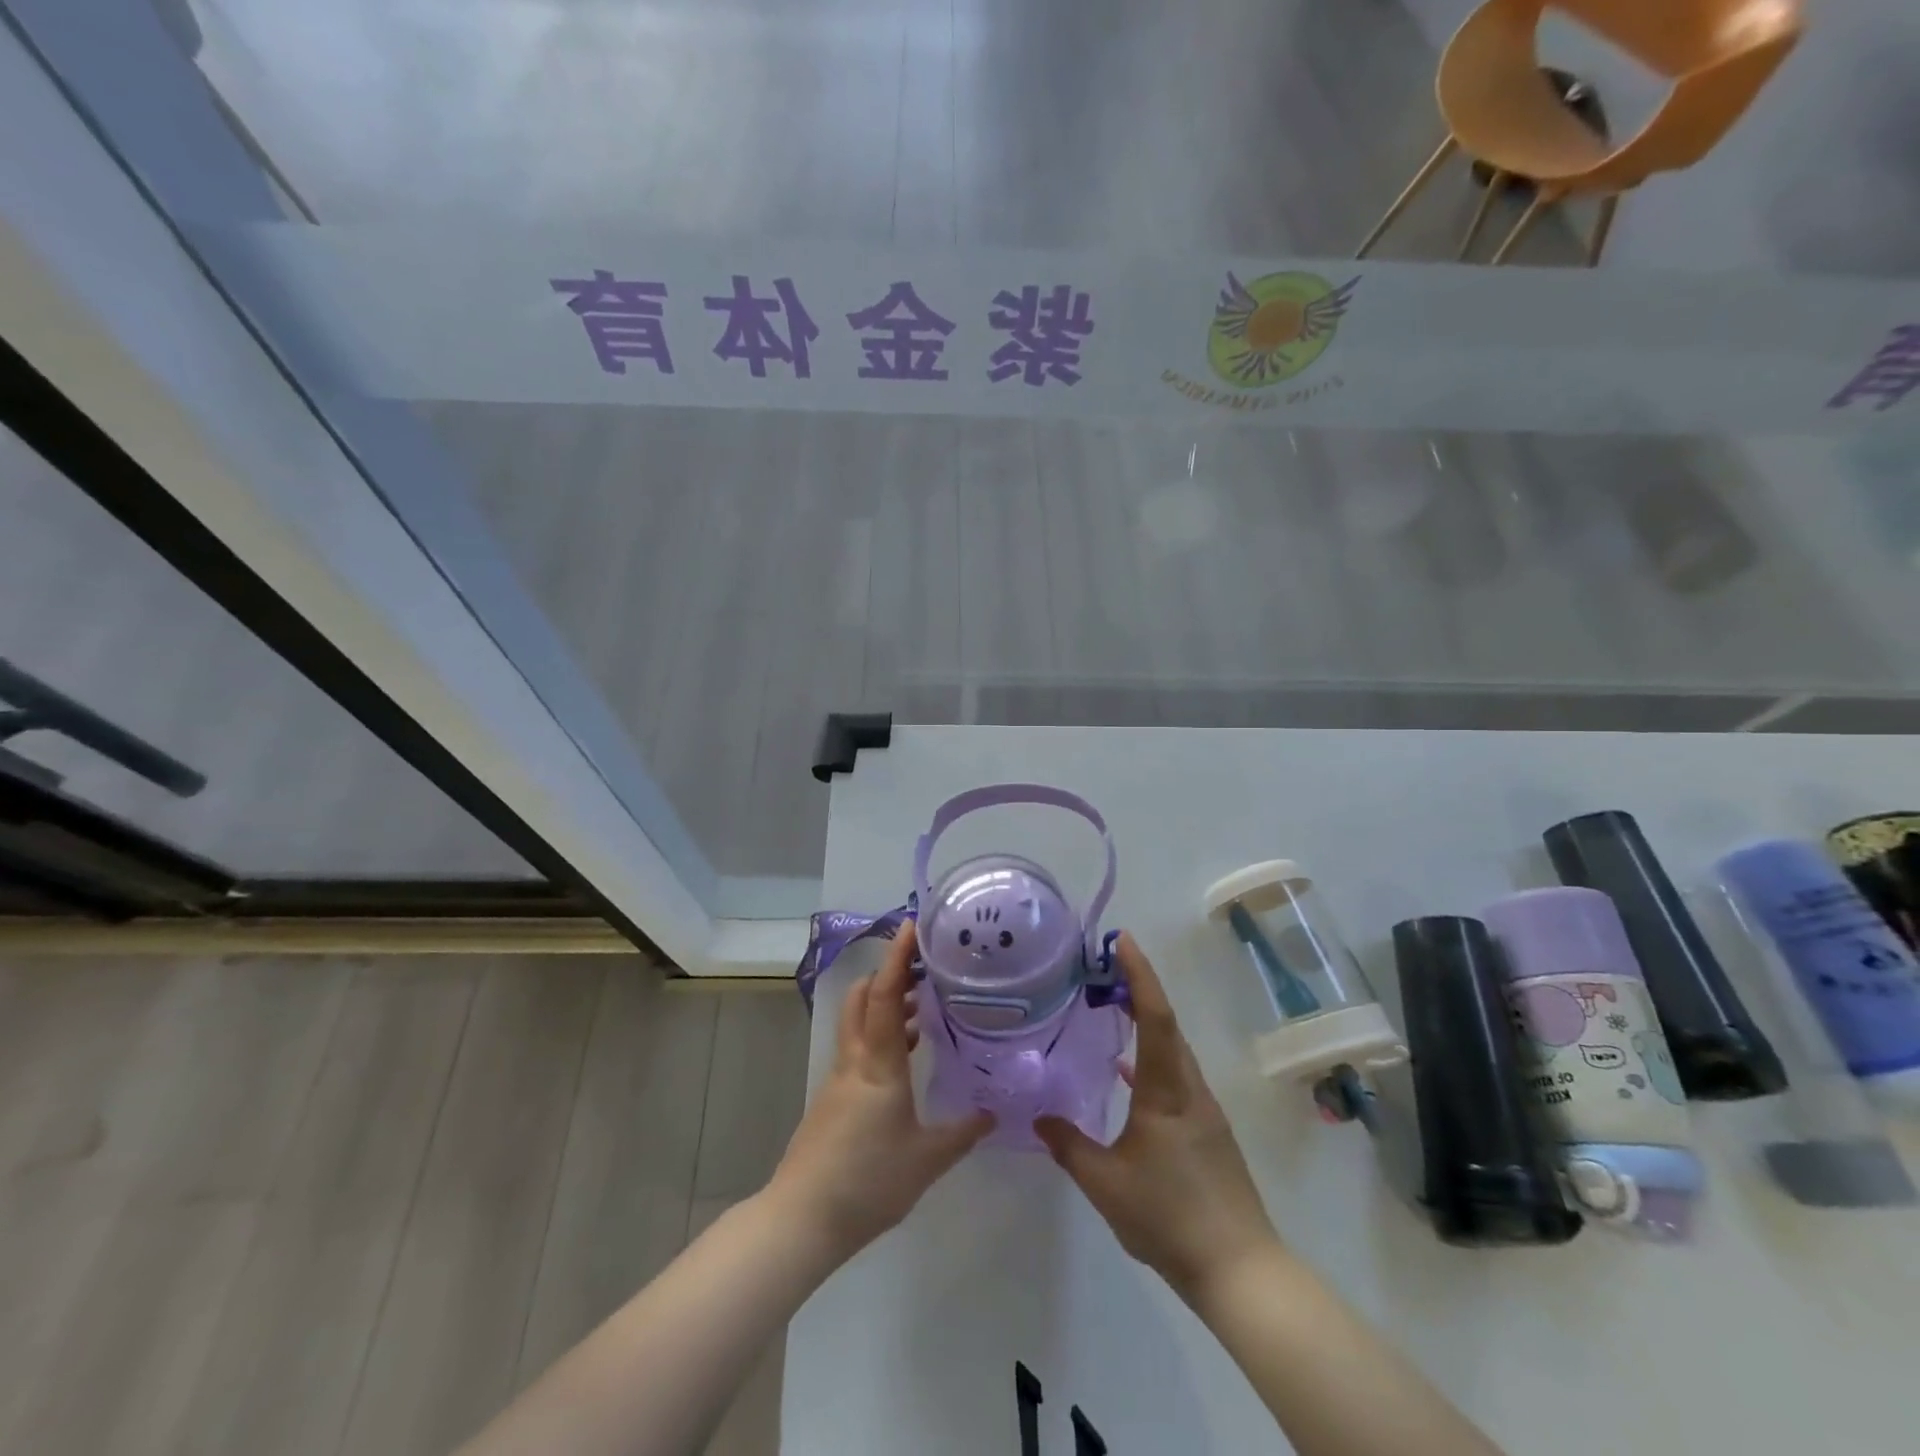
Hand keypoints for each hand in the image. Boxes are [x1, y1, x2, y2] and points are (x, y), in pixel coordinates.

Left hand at [769, 921, 992, 1258]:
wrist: (803, 1219)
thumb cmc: (868, 1181)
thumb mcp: (926, 1160)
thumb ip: (962, 1132)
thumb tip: (994, 1112)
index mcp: (878, 1064)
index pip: (884, 994)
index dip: (897, 957)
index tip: (910, 926)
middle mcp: (855, 1060)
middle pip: (862, 997)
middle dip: (888, 974)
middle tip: (923, 968)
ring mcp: (839, 1078)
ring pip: (859, 1022)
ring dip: (885, 1005)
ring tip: (922, 1008)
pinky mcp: (833, 1098)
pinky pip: (859, 1048)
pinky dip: (880, 1035)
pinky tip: (905, 1056)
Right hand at [1036, 934, 1280, 1303]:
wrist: (1239, 1269)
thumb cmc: (1169, 1217)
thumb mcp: (1105, 1184)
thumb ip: (1069, 1146)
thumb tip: (1038, 1117)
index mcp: (1166, 1090)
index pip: (1154, 1017)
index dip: (1139, 974)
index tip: (1123, 940)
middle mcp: (1189, 1088)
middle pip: (1166, 1023)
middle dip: (1139, 987)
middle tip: (1105, 965)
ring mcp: (1202, 1109)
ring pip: (1172, 1049)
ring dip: (1146, 1020)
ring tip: (1112, 1006)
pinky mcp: (1207, 1129)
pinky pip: (1175, 1074)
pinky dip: (1151, 1056)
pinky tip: (1126, 1074)